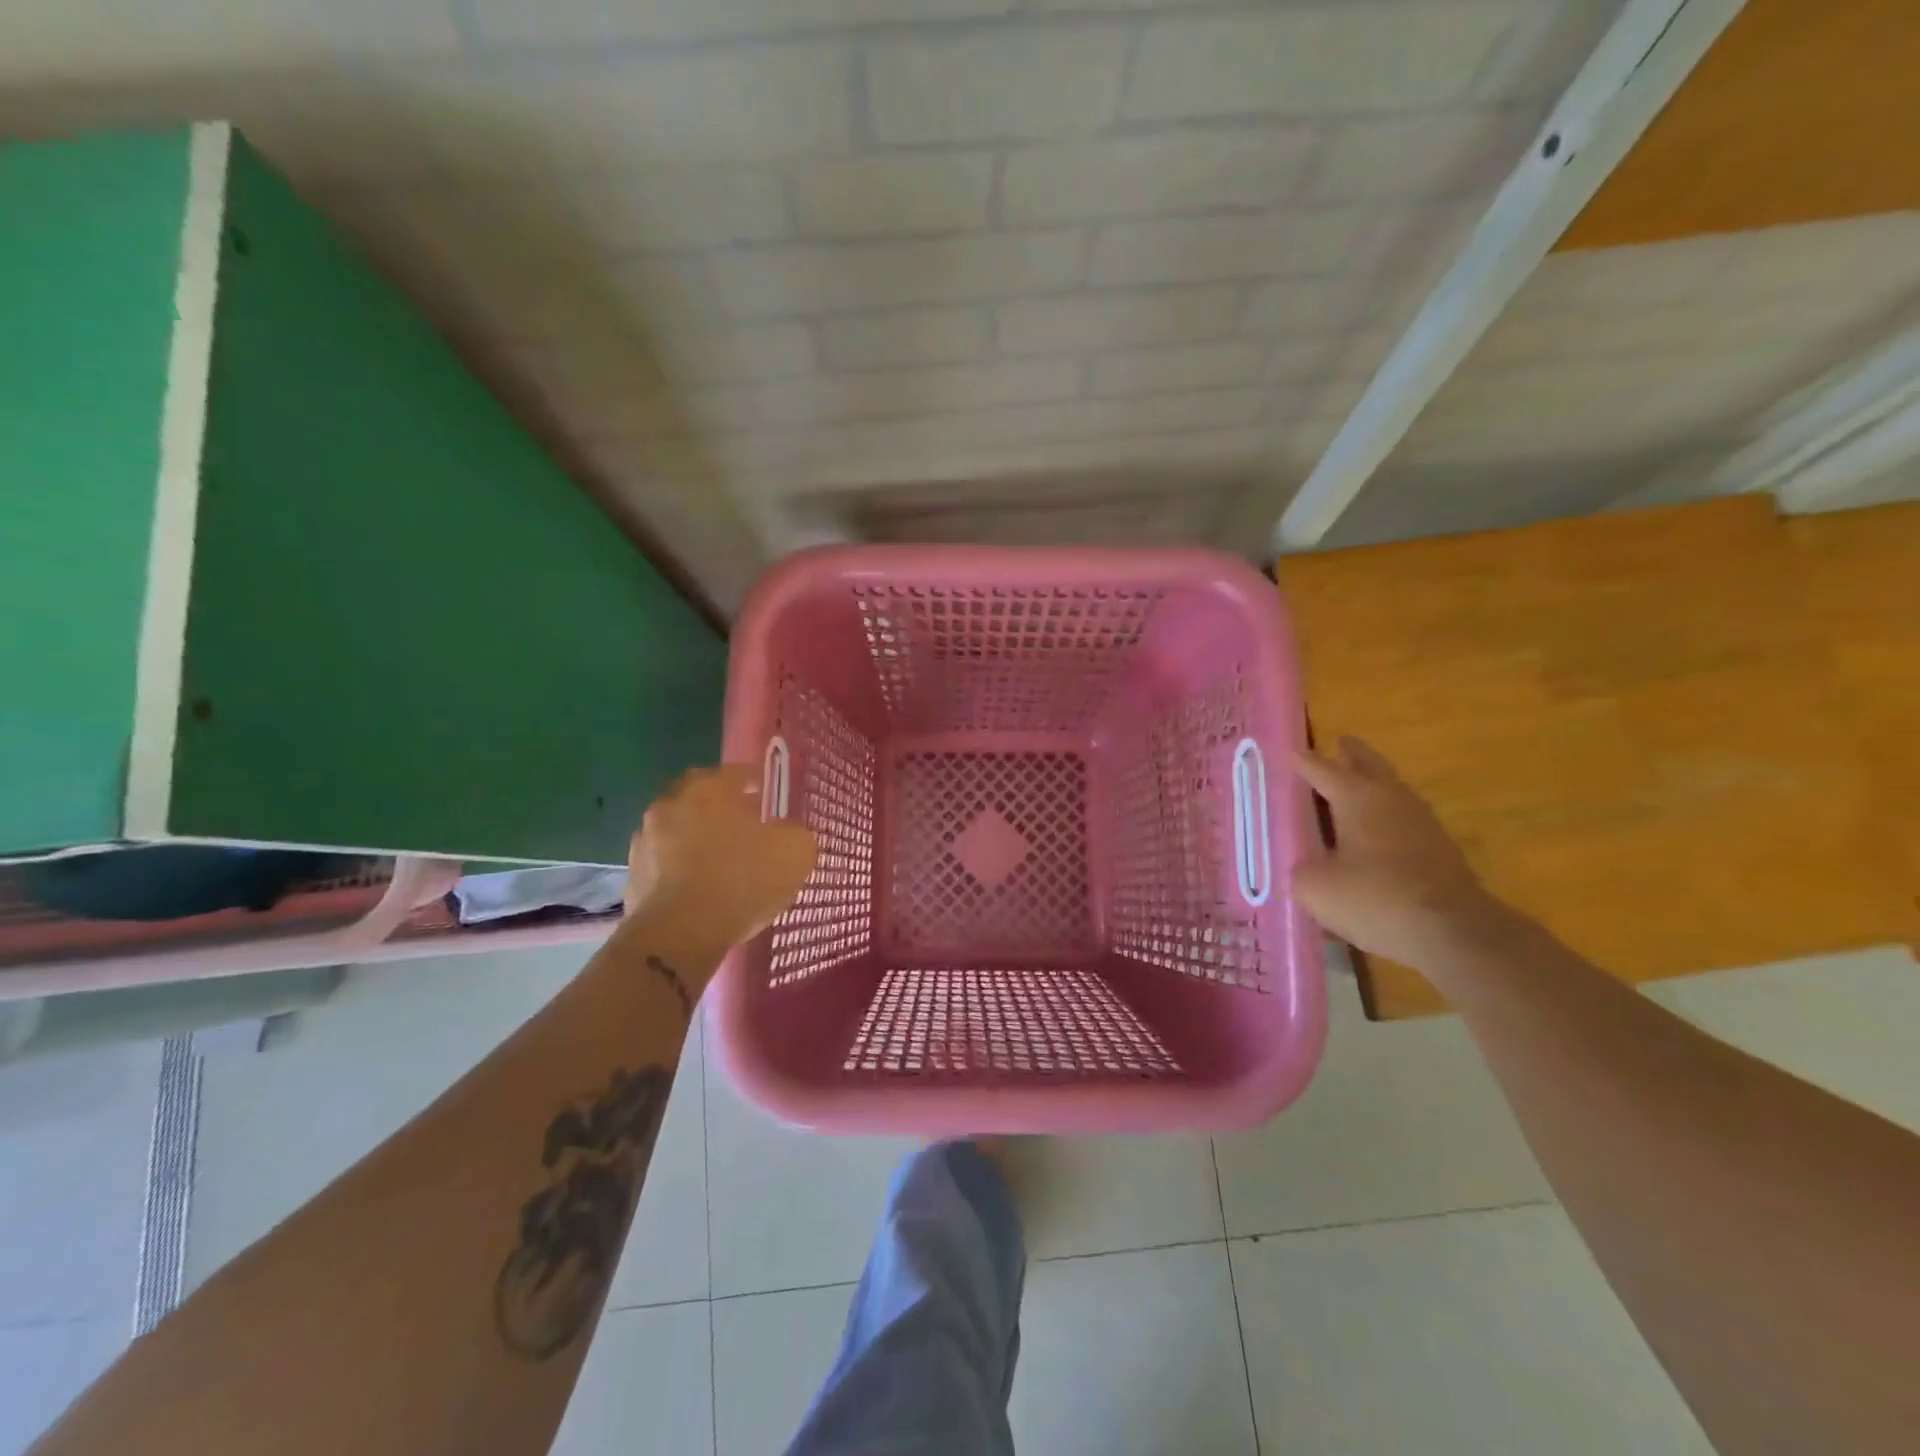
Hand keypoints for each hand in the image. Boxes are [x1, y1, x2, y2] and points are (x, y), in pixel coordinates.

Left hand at [626, 767, 816, 946]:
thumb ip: (794, 833)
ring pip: (680, 830)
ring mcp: (645, 840)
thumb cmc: (741, 881)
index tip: (768, 795)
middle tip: (745, 825)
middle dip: (722, 808)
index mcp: (709, 789)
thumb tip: (786, 832)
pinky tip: (702, 889)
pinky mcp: (632, 876)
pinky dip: (683, 870)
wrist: (679, 935)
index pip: (736, 772)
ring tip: (723, 862)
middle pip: (701, 798)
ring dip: (698, 839)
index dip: (756, 782)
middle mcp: (671, 804)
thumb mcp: (794, 853)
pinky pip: (666, 864)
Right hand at [1292, 738, 1509, 970]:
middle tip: (1339, 743)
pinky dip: (1385, 818)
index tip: (1289, 750)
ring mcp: (1421, 822)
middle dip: (1351, 754)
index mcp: (1357, 796)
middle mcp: (1391, 798)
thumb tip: (1308, 868)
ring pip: (1391, 791)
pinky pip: (1403, 821)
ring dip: (1372, 785)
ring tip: (1353, 788)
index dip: (1302, 761)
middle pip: (1369, 765)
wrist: (1454, 933)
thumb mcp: (1315, 887)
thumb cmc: (1376, 898)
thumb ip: (1302, 870)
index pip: (1321, 768)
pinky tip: (1375, 835)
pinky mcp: (1439, 850)